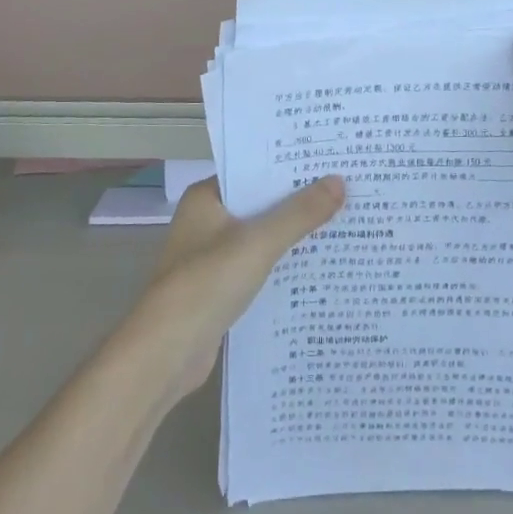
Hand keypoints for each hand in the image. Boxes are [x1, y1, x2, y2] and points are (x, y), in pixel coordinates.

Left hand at [129, 176, 344, 406]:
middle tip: (346, 189)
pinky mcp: (220, 288)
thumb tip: (339, 181)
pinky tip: (317, 265)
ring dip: (293, 233)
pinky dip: (282, 264)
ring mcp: (211, 256)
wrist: (166, 352)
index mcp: (206, 198)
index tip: (329, 161)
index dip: (289, 166)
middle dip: (298, 200)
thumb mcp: (259, 242)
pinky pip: (259, 265)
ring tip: (341, 222)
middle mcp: (206, 221)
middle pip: (260, 202)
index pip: (253, 170)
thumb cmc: (207, 283)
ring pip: (261, 236)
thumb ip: (300, 213)